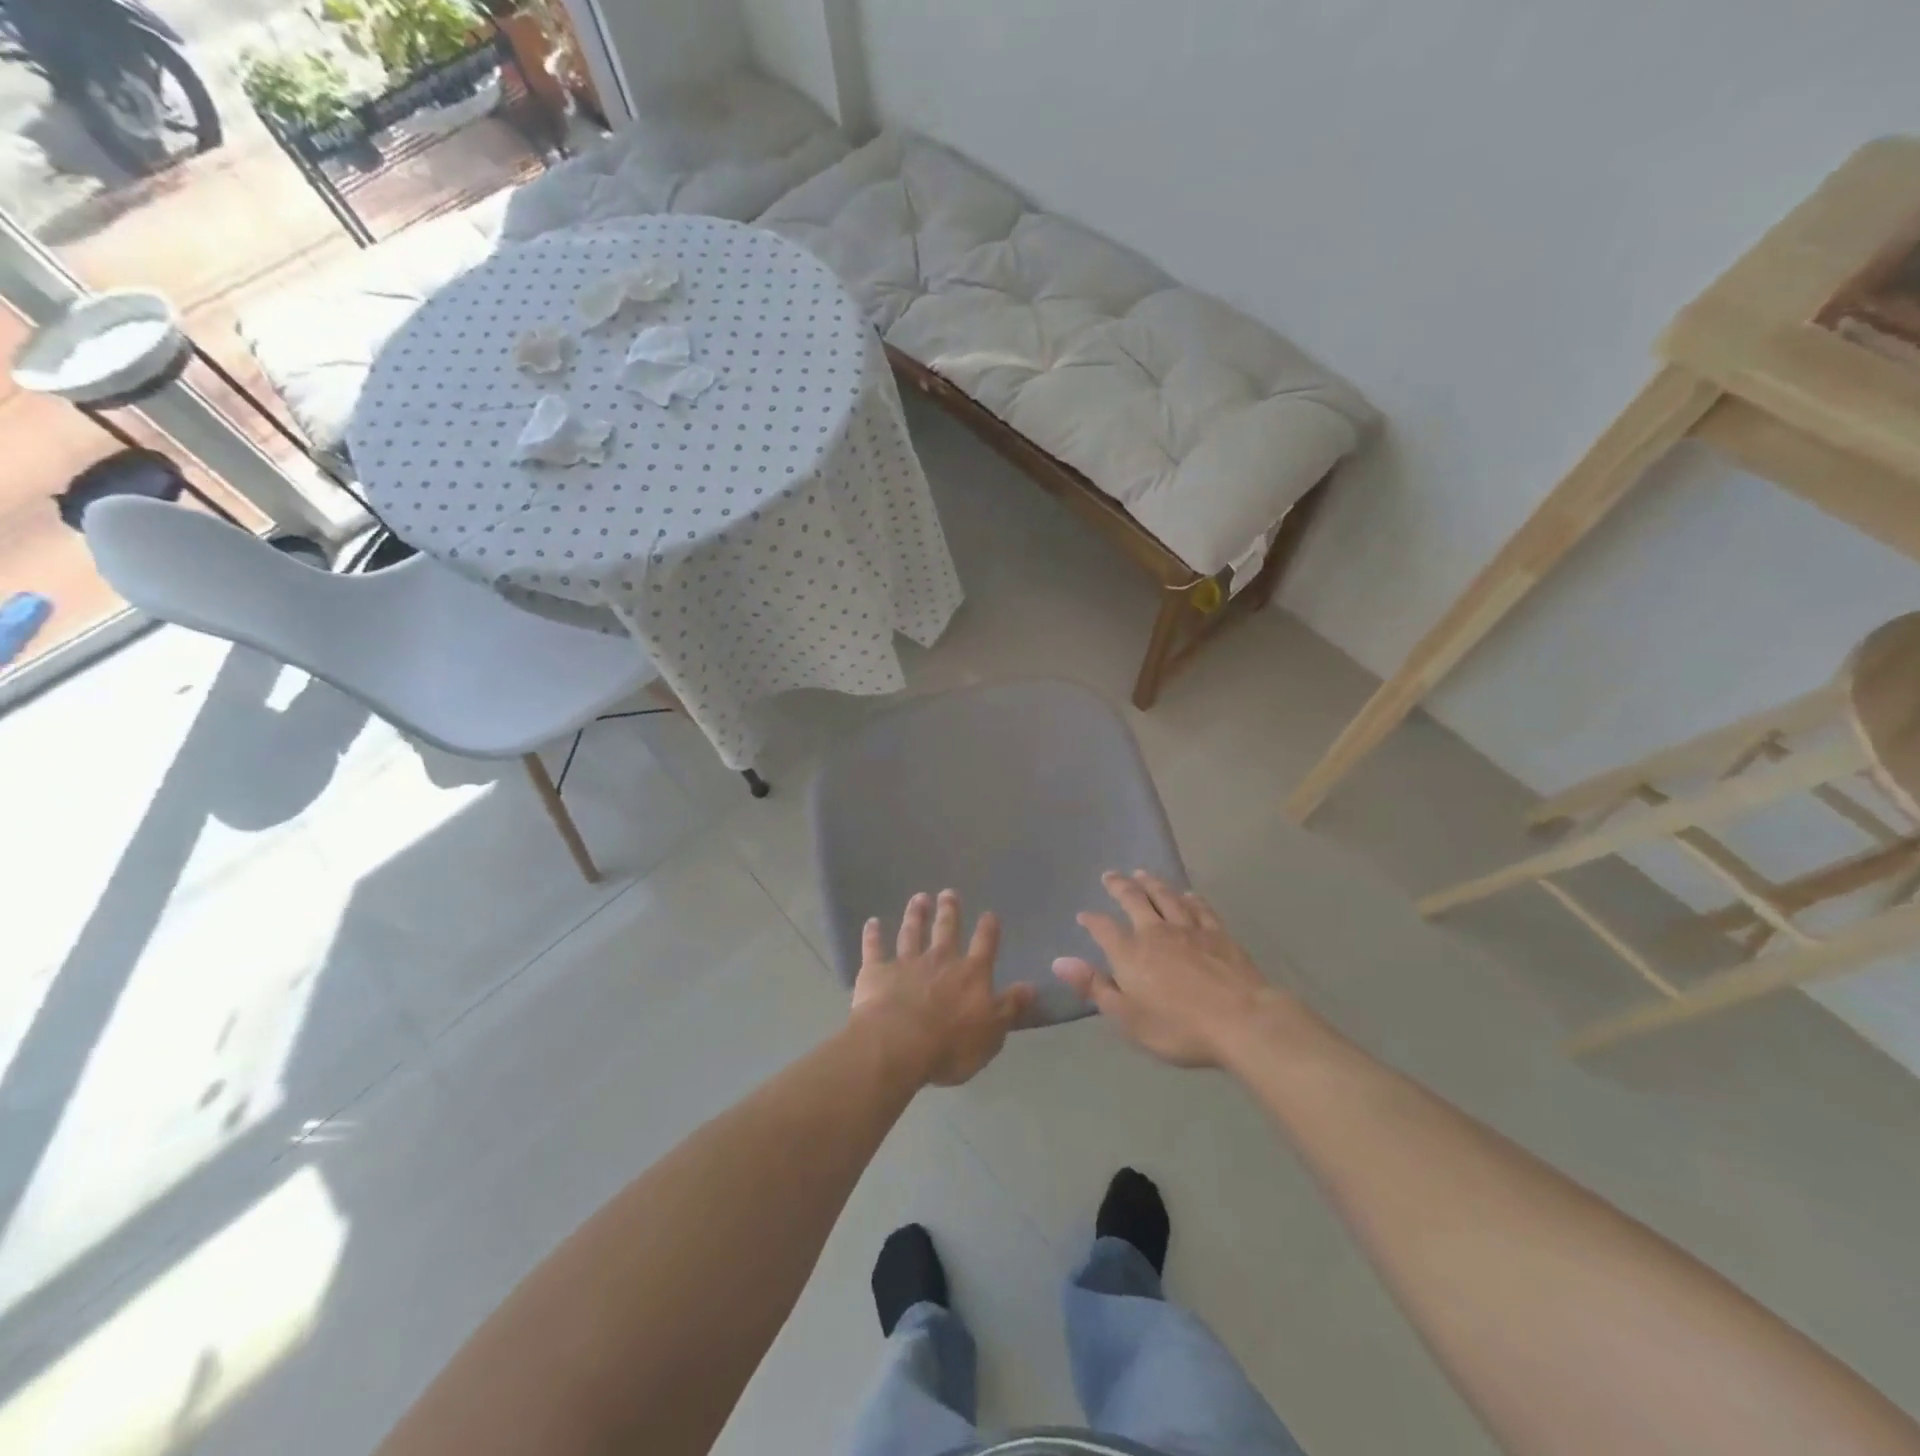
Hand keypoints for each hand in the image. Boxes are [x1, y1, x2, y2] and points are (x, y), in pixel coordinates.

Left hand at [852, 890, 1034, 1085]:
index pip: (984, 945)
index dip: (988, 929)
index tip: (989, 914)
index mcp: (970, 974)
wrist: (898, 1044)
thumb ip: (1009, 1007)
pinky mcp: (876, 972)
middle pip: (946, 930)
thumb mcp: (992, 1032)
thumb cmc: (951, 1044)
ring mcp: (906, 963)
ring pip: (912, 932)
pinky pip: (874, 948)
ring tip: (919, 898)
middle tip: (948, 892)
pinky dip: (872, 934)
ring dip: (916, 914)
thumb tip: (1030, 986)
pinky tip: (871, 922)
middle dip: (949, 910)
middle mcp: (940, 960)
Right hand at [1053, 871, 1288, 1067]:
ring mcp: (1189, 930)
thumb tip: (1059, 961)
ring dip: (1152, 883)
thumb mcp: (1127, 1017)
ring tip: (1142, 873)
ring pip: (1166, 897)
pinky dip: (1190, 898)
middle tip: (1110, 875)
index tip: (1083, 915)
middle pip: (1134, 900)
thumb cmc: (1179, 1027)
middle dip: (1120, 886)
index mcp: (1131, 953)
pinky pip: (1200, 908)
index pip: (1104, 929)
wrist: (1241, 1021)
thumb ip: (1094, 986)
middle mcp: (1156, 932)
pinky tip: (1187, 894)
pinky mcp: (1218, 934)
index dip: (1092, 921)